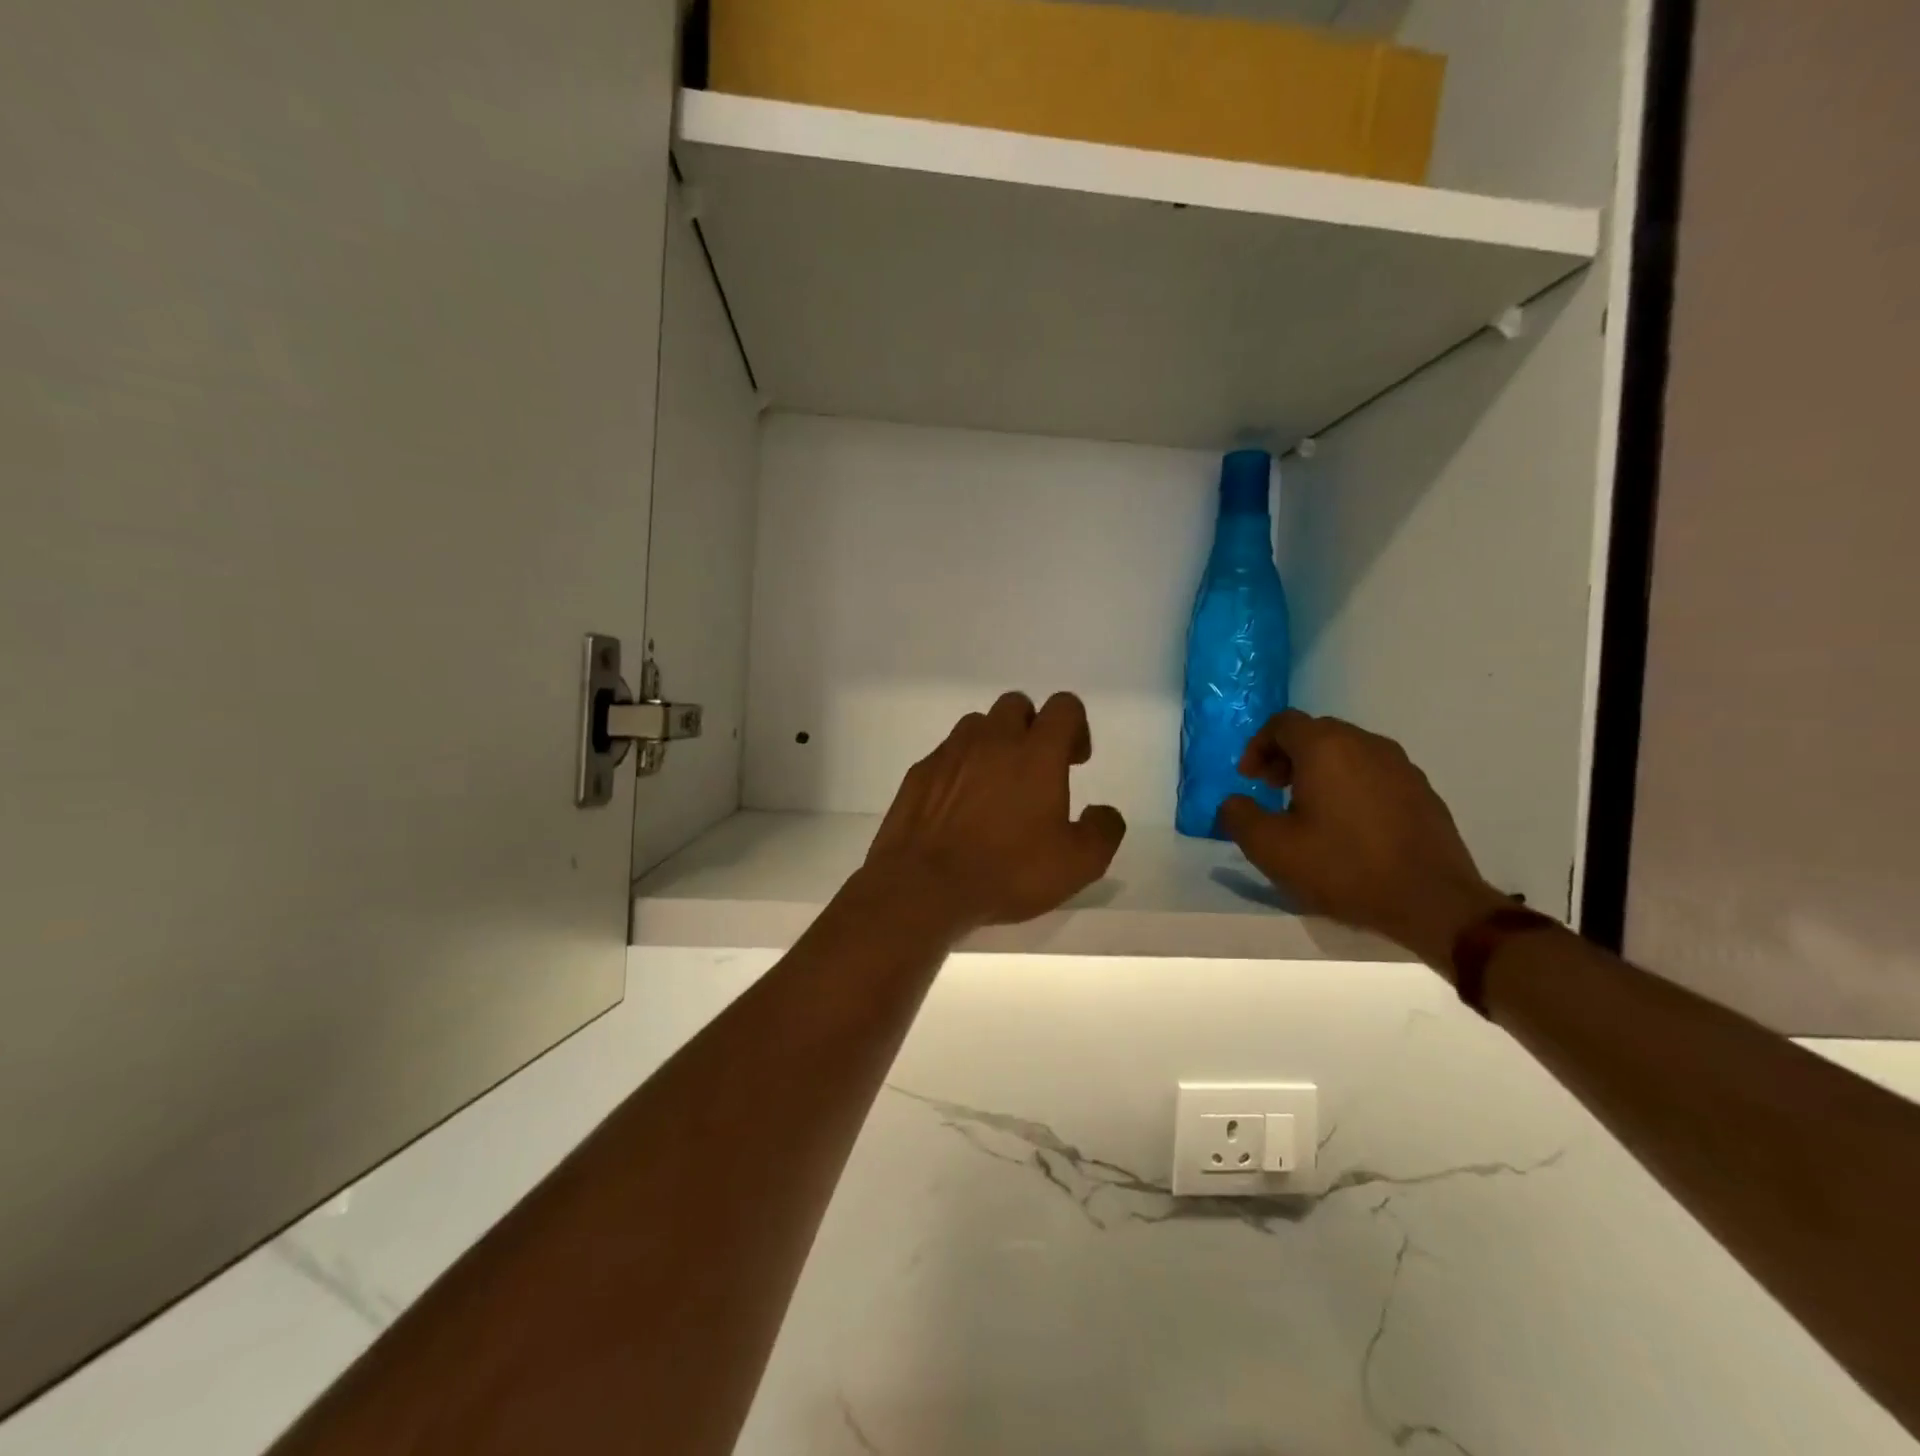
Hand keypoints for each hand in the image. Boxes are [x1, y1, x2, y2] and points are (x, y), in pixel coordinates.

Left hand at [862, 691, 1126, 933]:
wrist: (924, 886)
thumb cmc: (1008, 871)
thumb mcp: (1078, 864)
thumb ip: (1103, 830)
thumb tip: (1104, 812)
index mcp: (1037, 752)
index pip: (1064, 706)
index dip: (1075, 727)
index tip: (1074, 761)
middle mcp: (993, 739)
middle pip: (1017, 705)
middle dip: (1031, 728)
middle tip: (1035, 770)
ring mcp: (950, 752)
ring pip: (977, 725)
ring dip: (993, 744)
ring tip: (995, 786)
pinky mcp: (920, 772)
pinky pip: (946, 754)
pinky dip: (960, 768)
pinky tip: (959, 806)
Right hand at [1216, 711, 1507, 972]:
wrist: (1432, 902)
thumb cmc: (1343, 868)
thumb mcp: (1271, 848)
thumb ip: (1239, 817)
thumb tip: (1233, 803)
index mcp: (1326, 748)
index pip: (1282, 724)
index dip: (1257, 747)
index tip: (1249, 780)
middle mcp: (1365, 744)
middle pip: (1316, 733)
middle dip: (1287, 756)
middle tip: (1272, 790)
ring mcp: (1400, 766)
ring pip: (1347, 751)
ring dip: (1319, 770)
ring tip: (1308, 808)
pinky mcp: (1422, 791)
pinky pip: (1373, 773)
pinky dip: (1350, 784)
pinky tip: (1347, 825)